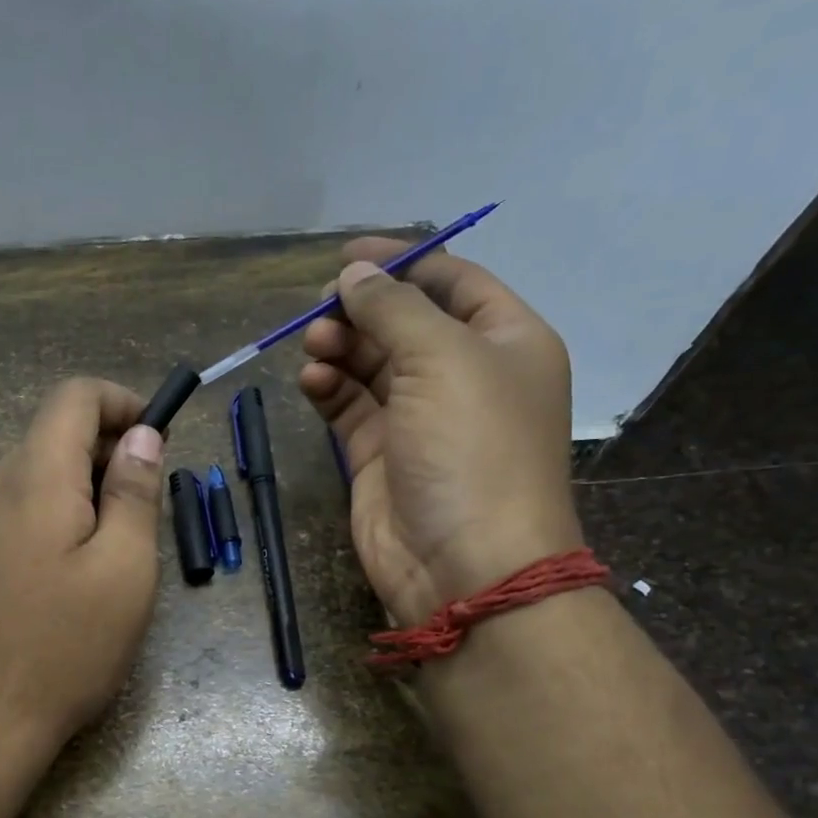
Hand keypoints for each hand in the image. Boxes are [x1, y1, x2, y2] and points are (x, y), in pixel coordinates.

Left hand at [0, 378, 165, 754]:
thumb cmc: (67, 645)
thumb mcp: (125, 567)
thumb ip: (134, 491)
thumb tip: (141, 435)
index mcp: (37, 475)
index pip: (75, 396)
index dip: (123, 401)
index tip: (160, 438)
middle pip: (57, 431)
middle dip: (111, 447)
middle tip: (151, 502)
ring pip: (43, 470)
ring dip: (90, 484)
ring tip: (124, 540)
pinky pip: (26, 506)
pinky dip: (64, 510)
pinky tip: (82, 565)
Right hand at [299, 241, 580, 626]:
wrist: (464, 563)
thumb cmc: (472, 448)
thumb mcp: (443, 358)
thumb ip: (394, 308)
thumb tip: (353, 276)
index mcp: (505, 342)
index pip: (453, 282)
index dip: (404, 262)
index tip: (349, 255)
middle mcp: (464, 376)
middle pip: (406, 322)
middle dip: (362, 309)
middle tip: (321, 307)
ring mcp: (419, 419)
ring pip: (371, 364)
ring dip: (341, 347)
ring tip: (313, 344)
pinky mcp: (379, 455)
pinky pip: (350, 407)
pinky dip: (329, 388)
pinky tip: (312, 380)